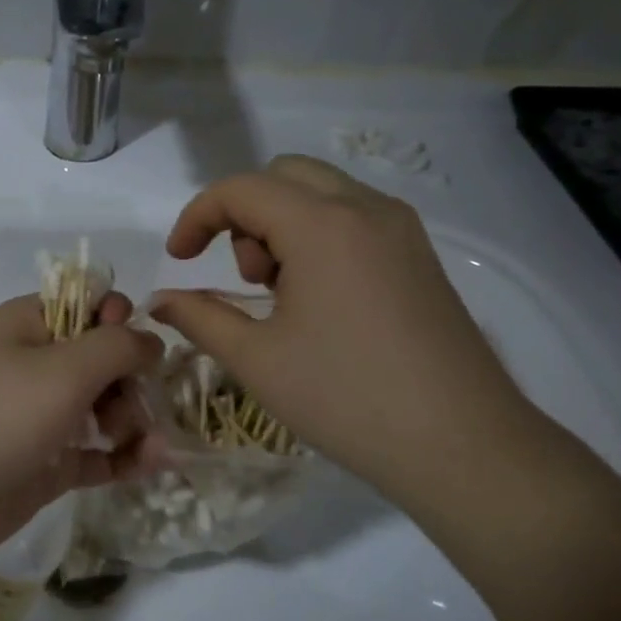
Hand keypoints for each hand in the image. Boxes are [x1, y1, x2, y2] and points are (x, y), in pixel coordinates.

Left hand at [0, 294, 162, 562]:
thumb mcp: (63, 369)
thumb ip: (118, 346)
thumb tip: (152, 340)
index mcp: (34, 323)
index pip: (93, 304)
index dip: (124, 322)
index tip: (139, 351)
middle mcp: (39, 364)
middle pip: (107, 359)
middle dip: (133, 381)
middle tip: (132, 410)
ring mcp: (43, 416)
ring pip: (106, 407)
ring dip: (134, 420)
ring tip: (143, 444)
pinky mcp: (47, 463)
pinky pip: (98, 452)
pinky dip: (125, 456)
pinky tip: (151, 463)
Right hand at [150, 156, 544, 517]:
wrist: (461, 443)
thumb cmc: (345, 398)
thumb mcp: (256, 359)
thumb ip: (199, 317)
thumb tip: (159, 301)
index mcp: (322, 224)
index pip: (240, 189)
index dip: (196, 217)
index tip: (178, 261)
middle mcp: (366, 208)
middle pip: (283, 176)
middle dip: (244, 215)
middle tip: (244, 279)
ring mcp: (401, 229)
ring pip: (322, 193)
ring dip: (282, 225)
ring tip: (282, 296)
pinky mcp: (420, 255)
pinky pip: (354, 218)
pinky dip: (319, 237)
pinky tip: (321, 302)